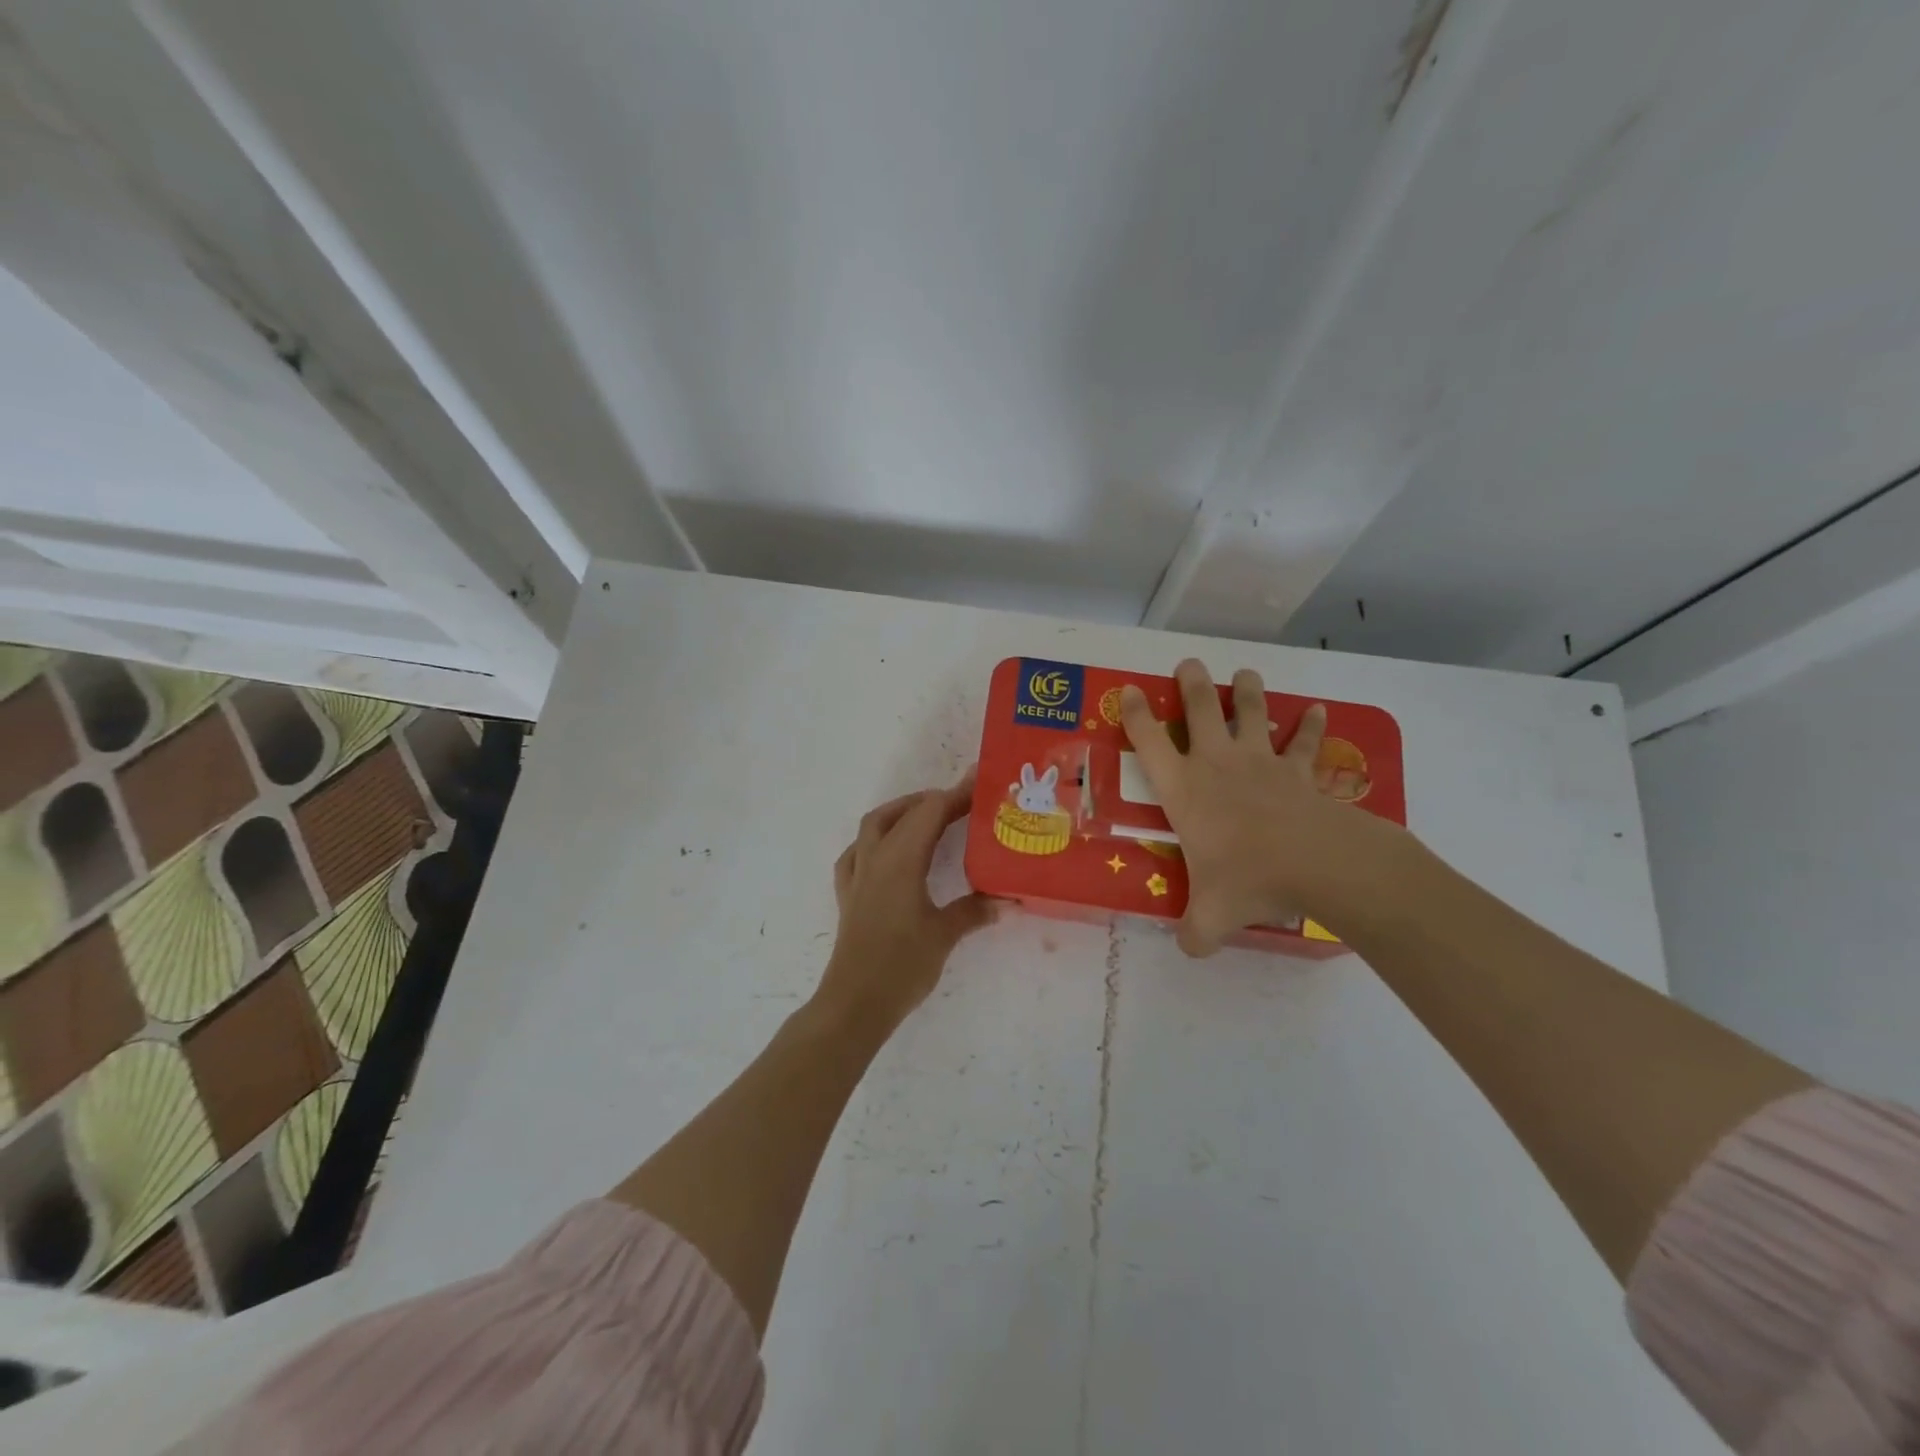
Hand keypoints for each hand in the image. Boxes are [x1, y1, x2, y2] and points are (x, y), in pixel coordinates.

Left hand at [817, 771, 997, 1032]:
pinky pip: (856, 853)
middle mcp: (875, 858)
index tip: (980, 783)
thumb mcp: (944, 936)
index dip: (956, 795)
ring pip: (874, 826)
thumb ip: (973, 911)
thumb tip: (1005, 900)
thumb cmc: (902, 966)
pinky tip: (887, 851)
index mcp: (901, 860)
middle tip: (963, 803)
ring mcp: (857, 875)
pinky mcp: (848, 895)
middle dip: (932, 801)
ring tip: (928, 817)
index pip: (930, 812)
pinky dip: (874, 840)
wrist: (855, 1003)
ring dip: (901, 812)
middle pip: (903, 813)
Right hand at [1119, 660, 1401, 955]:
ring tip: (1246, 673)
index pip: (1150, 743)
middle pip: (1201, 710)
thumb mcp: (1211, 916)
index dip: (1135, 715)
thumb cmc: (1248, 879)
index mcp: (1184, 789)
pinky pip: (1304, 743)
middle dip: (1192, 684)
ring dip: (1247, 691)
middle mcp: (1218, 764)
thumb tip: (1190, 949)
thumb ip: (1194, 932)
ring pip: (1251, 714)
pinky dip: (1309, 726)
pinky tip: (1316, 711)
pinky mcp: (1300, 772)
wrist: (1316, 862)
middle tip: (1188, 664)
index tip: (1128, 691)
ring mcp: (1261, 763)